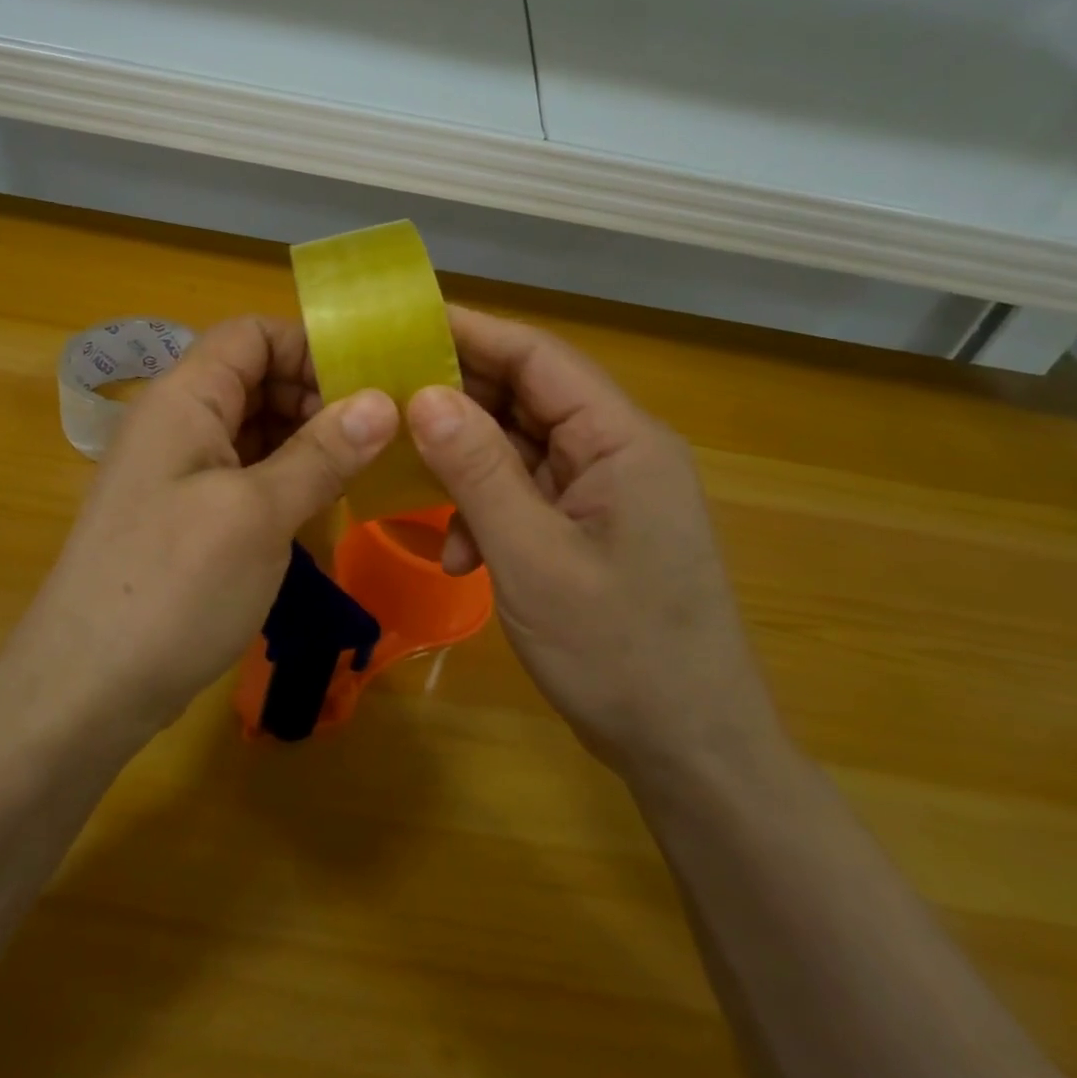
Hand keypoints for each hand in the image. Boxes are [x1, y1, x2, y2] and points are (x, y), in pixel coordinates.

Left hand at [8, 316, 396, 743]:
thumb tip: (381, 401)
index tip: (370, 384)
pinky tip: (322, 506)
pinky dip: (284, 479)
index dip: (310, 347)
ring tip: (364, 469)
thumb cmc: (173, 587)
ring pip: (253, 430)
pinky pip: (243, 474)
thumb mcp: (258, 515)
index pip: (251, 335)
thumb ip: (321, 453)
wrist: (85, 689)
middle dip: (317, 397)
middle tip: (380, 435)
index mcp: (185, 399)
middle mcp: (177, 422)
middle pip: (255, 379)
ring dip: (306, 442)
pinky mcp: (185, 516)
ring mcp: (178, 472)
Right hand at [405, 307, 780, 776]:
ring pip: (521, 451)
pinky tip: (459, 557)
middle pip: (527, 399)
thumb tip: (424, 396)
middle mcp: (618, 452)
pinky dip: (488, 514)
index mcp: (621, 440)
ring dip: (468, 469)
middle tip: (385, 400)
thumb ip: (477, 471)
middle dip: (458, 402)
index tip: (404, 326)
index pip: (540, 358)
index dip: (473, 333)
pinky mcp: (592, 530)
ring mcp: (606, 493)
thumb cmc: (619, 652)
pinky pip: (528, 497)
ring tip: (411, 484)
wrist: (691, 751)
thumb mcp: (532, 557)